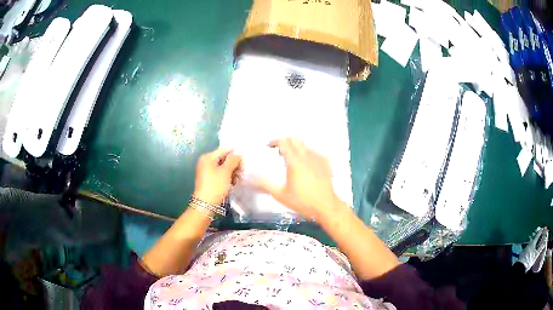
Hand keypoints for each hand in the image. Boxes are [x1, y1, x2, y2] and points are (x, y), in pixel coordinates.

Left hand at [193, 148, 241, 204]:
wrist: (205, 204)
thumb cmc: (215, 186)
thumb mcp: (226, 172)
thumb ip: (233, 160)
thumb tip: (238, 152)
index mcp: (207, 157)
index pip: (224, 150)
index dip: (235, 155)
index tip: (244, 162)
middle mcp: (205, 162)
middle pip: (223, 158)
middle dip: (234, 165)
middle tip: (241, 172)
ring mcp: (206, 171)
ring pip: (223, 167)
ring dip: (231, 172)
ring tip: (238, 179)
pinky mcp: (208, 179)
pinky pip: (220, 174)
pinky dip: (227, 177)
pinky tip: (233, 183)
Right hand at [253, 137, 345, 221]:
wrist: (325, 206)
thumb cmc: (302, 201)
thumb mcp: (280, 195)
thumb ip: (265, 185)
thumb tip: (250, 179)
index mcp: (295, 161)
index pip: (283, 142)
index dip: (274, 141)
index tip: (269, 146)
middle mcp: (307, 156)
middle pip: (295, 139)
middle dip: (285, 142)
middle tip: (280, 153)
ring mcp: (318, 158)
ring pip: (305, 145)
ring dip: (296, 148)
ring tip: (292, 161)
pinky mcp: (326, 162)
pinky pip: (314, 152)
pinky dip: (307, 154)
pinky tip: (306, 166)